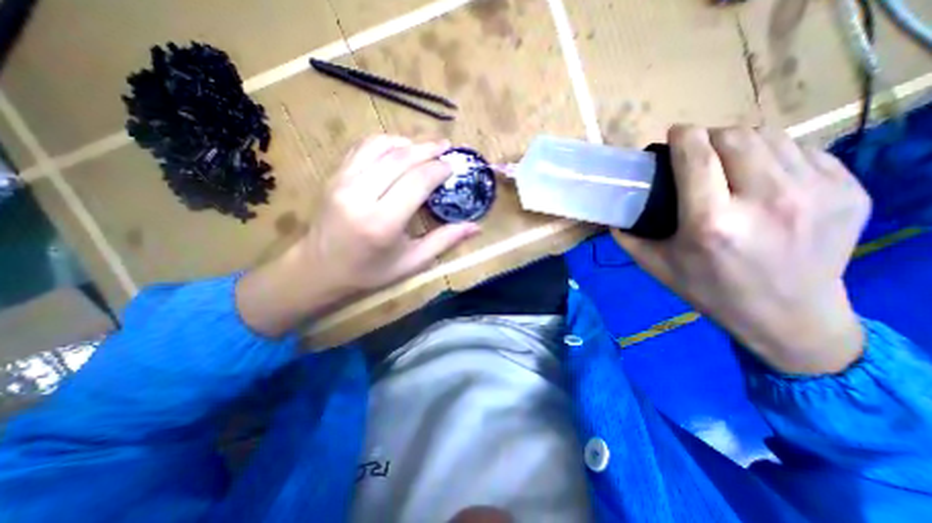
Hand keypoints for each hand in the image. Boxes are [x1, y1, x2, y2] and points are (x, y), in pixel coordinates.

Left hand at [232, 136, 478, 336]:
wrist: (319, 268)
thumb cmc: (369, 271)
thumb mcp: (412, 263)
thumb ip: (444, 241)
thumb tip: (476, 227)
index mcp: (383, 222)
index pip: (418, 181)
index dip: (439, 169)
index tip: (453, 166)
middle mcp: (361, 195)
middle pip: (401, 158)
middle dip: (428, 148)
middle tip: (446, 147)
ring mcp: (343, 181)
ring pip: (381, 146)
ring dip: (407, 141)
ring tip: (425, 146)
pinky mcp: (334, 175)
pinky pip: (362, 147)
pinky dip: (385, 142)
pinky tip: (398, 148)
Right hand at [618, 124, 870, 374]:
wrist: (788, 316)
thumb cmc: (709, 290)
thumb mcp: (656, 265)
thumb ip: (629, 236)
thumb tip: (613, 213)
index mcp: (710, 222)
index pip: (697, 157)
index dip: (684, 136)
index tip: (675, 133)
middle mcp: (764, 201)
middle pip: (735, 137)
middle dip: (710, 136)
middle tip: (698, 151)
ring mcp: (815, 193)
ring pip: (771, 137)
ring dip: (740, 142)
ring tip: (728, 161)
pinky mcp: (848, 190)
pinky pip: (802, 151)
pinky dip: (774, 155)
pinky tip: (762, 176)